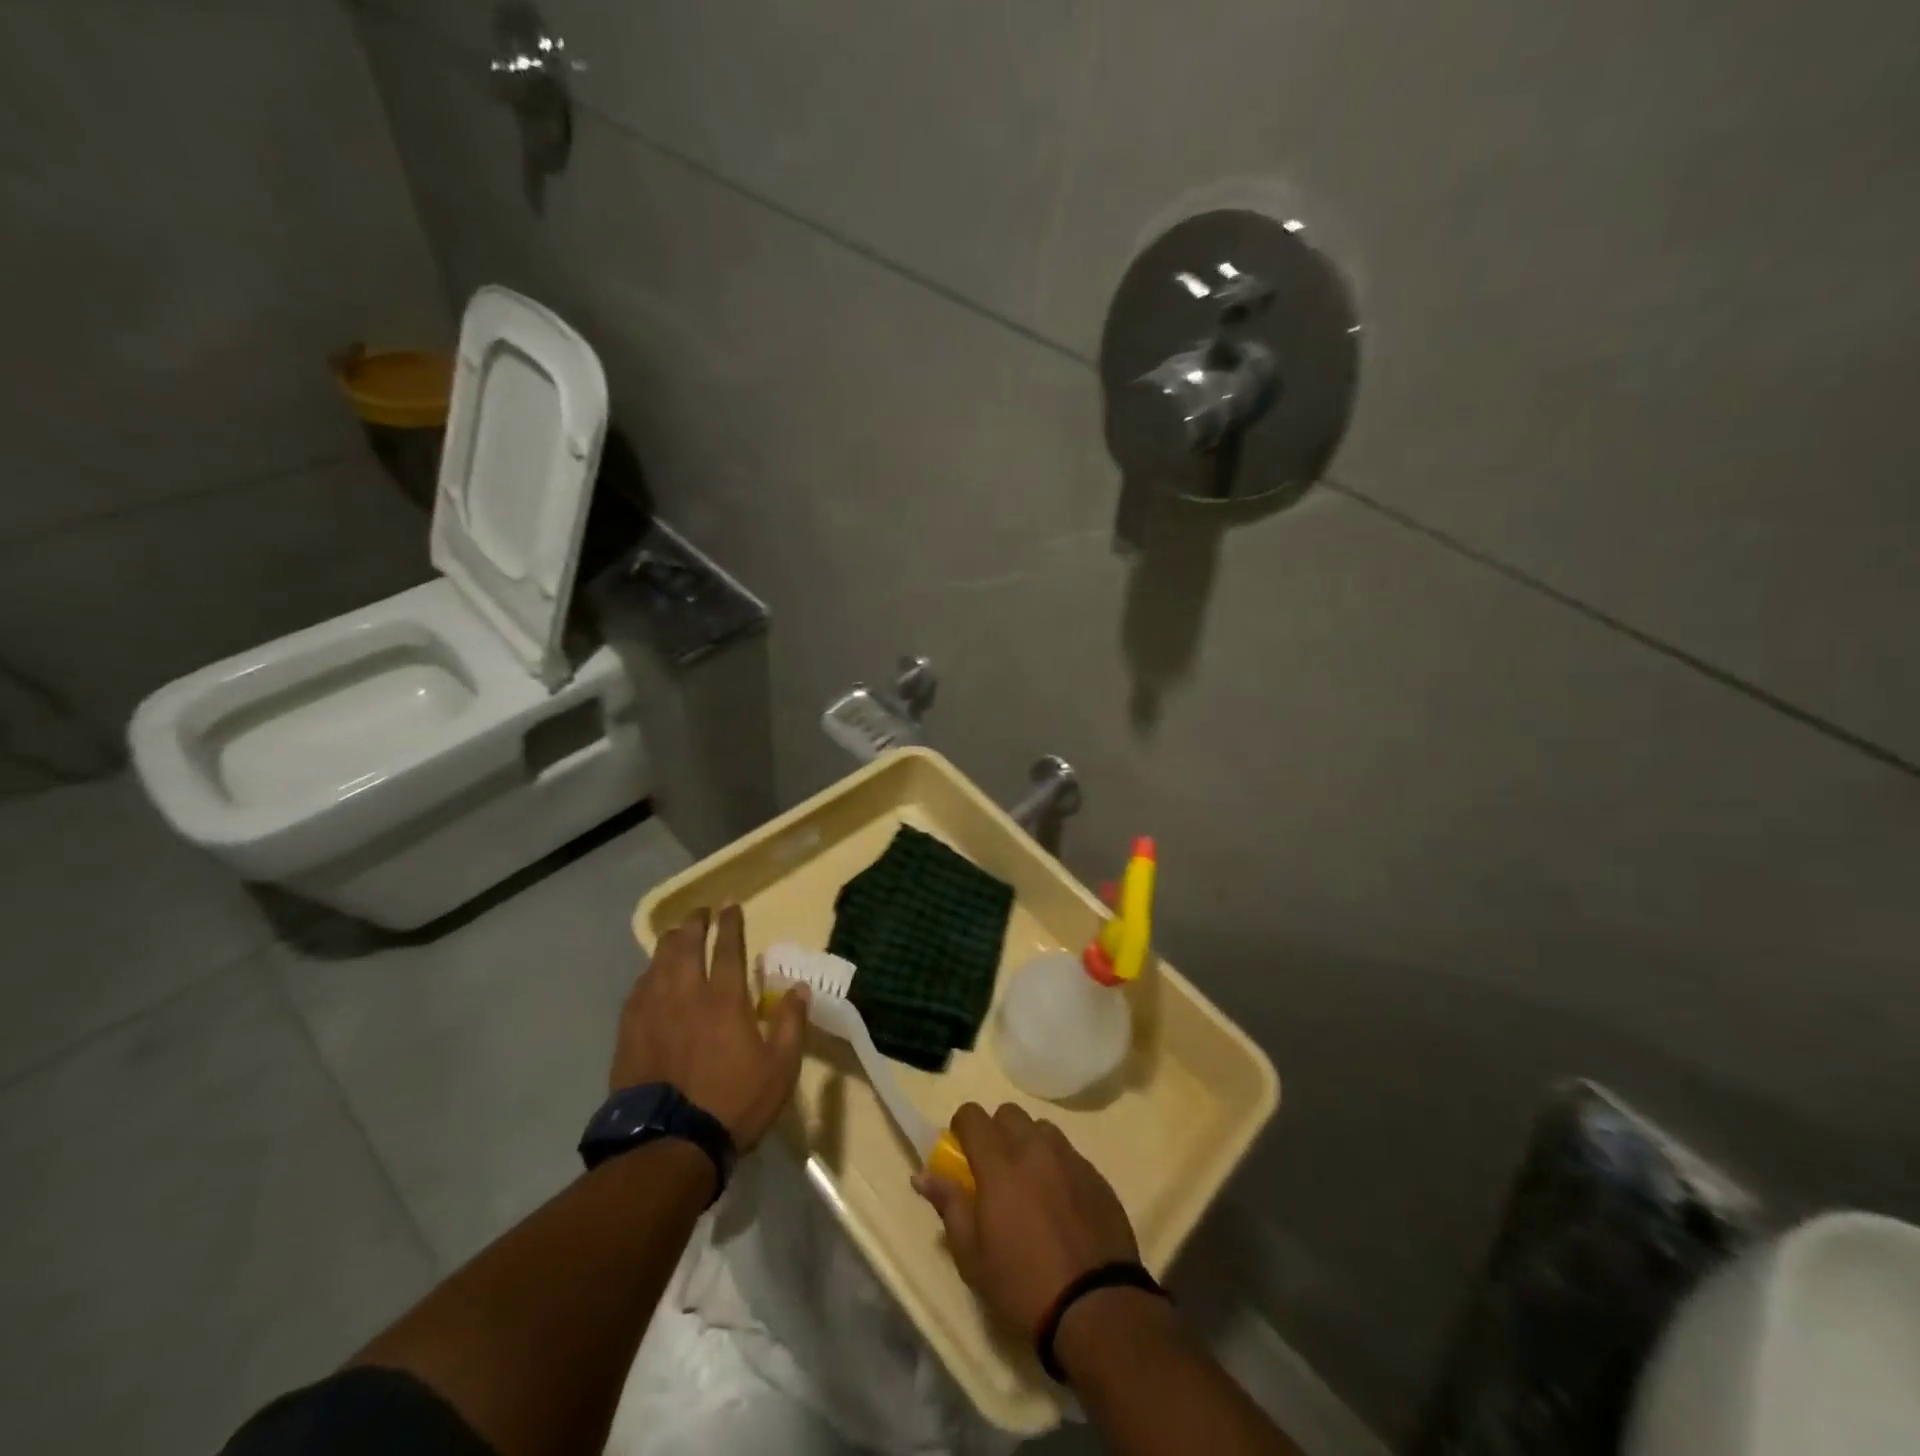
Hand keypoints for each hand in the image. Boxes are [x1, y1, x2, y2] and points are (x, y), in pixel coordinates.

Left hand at [610, 905, 809, 1149]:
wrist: (669, 1144)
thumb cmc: (733, 1103)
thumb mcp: (780, 1068)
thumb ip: (791, 1024)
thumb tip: (799, 988)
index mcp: (725, 999)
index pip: (728, 947)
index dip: (730, 923)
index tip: (730, 904)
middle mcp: (686, 995)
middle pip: (686, 946)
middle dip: (694, 923)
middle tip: (700, 913)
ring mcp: (653, 1012)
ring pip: (658, 963)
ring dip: (669, 943)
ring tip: (675, 934)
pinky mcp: (629, 1033)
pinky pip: (638, 990)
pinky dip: (648, 974)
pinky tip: (650, 975)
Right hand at [913, 1102, 1139, 1334]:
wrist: (1095, 1306)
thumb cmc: (1022, 1285)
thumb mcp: (972, 1256)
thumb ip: (948, 1205)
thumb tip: (922, 1175)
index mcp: (999, 1164)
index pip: (973, 1115)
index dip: (962, 1125)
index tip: (961, 1149)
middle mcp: (1034, 1149)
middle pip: (1009, 1114)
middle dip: (996, 1131)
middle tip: (994, 1168)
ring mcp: (1069, 1158)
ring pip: (1042, 1129)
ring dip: (1029, 1143)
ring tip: (1029, 1182)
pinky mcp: (1096, 1175)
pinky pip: (1069, 1153)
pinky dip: (1057, 1165)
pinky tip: (1059, 1201)